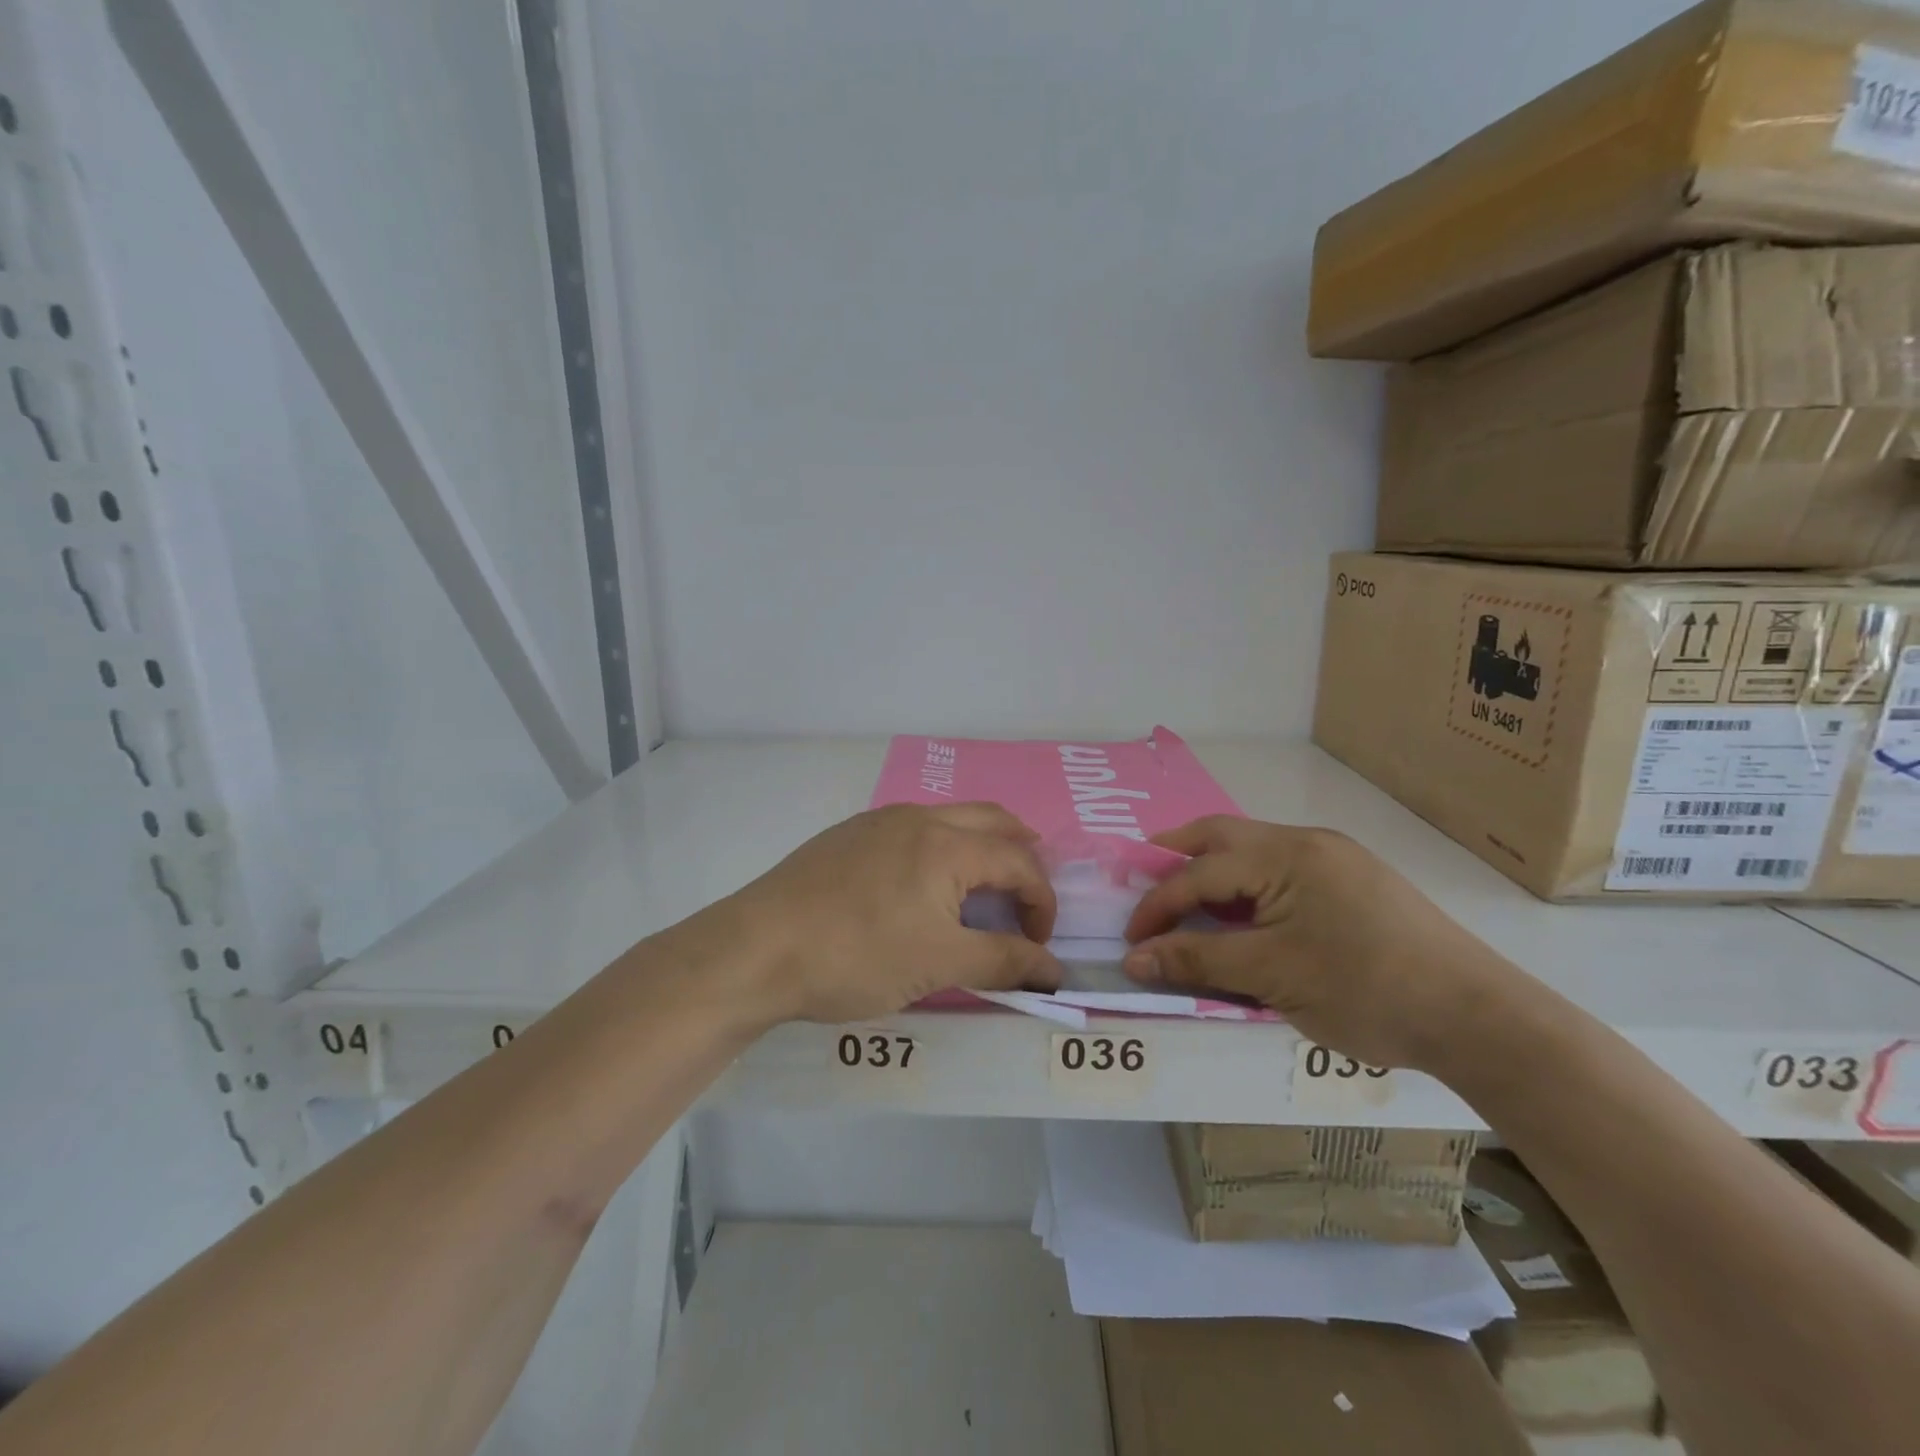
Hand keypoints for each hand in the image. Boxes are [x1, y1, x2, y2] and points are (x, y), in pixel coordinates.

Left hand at [712, 803, 1061, 1023]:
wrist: (755, 949)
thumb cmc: (856, 956)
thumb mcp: (938, 964)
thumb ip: (1003, 962)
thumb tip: (1054, 970)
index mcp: (947, 843)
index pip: (1019, 862)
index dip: (1041, 902)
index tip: (1037, 946)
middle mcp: (918, 817)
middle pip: (992, 820)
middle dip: (1021, 854)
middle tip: (1027, 896)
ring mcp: (878, 821)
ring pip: (950, 818)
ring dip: (980, 845)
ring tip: (982, 887)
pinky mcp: (848, 835)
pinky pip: (913, 828)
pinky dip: (941, 847)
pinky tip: (922, 885)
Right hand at [1122, 817, 1529, 1072]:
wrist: (1479, 1018)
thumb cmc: (1366, 991)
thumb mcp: (1272, 976)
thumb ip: (1197, 959)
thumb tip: (1134, 958)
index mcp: (1286, 855)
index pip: (1200, 873)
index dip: (1157, 905)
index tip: (1131, 941)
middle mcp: (1308, 842)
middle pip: (1223, 836)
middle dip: (1176, 856)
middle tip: (1142, 883)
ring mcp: (1335, 858)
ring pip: (1253, 851)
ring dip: (1213, 871)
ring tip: (1187, 902)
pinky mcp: (1354, 880)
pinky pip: (1281, 869)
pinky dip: (1247, 885)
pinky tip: (1244, 914)